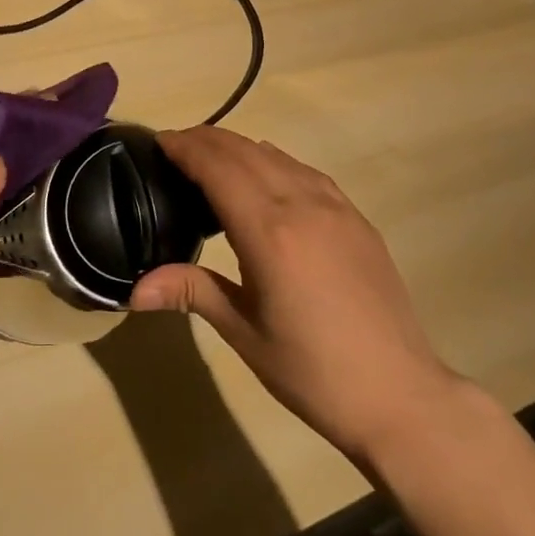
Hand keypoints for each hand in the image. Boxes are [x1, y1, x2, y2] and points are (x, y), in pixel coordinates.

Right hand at [130, 127, 455, 462]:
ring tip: (212, 160)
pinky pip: (306, 172)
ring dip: (239, 148)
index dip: (185, 148)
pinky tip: (266, 179)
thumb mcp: (244, 332)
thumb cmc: (312, 371)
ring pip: (277, 156)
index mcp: (269, 231)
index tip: (158, 141)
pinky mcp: (357, 218)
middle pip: (245, 151)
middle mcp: (302, 204)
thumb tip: (134, 289)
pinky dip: (274, 162)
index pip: (217, 167)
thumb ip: (192, 292)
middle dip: (206, 140)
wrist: (399, 394)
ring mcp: (335, 207)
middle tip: (175, 147)